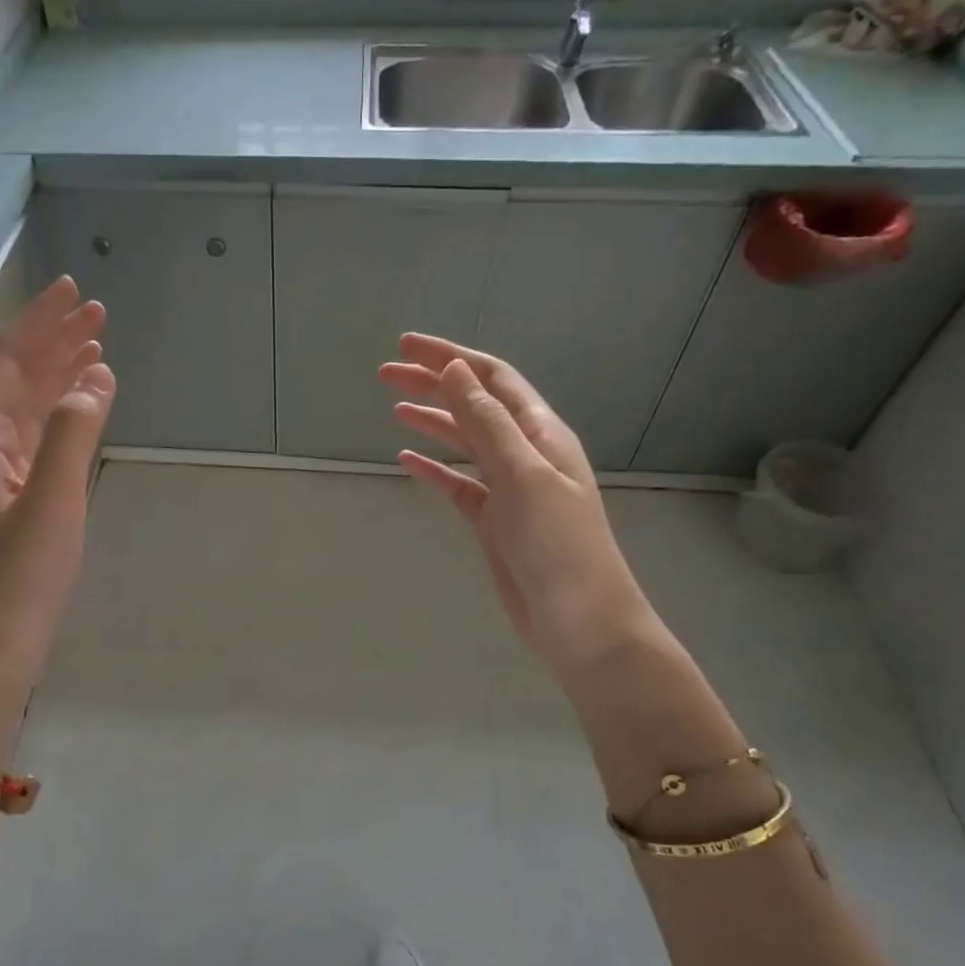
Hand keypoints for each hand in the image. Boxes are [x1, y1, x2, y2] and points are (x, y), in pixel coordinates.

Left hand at [0, 277, 113, 702]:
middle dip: (54, 343)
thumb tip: (92, 379)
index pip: (7, 364)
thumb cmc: (19, 579)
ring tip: (97, 352)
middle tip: (98, 314)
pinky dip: (63, 419)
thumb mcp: (50, 503)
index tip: (76, 294)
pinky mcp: (14, 505)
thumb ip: (70, 436)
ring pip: (28, 411)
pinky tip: (83, 413)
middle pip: (16, 381)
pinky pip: (39, 443)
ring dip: (60, 377)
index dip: (39, 324)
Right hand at [380, 333, 652, 668]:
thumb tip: (454, 368)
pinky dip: (433, 469)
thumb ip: (487, 421)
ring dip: (432, 421)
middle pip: (473, 405)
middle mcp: (524, 452)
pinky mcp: (493, 521)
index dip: (449, 357)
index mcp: (539, 432)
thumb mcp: (521, 474)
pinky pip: (458, 484)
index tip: (406, 346)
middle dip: (433, 384)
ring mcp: (508, 488)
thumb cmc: (557, 544)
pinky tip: (406, 459)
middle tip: (385, 374)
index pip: (490, 378)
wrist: (578, 619)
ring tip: (394, 407)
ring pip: (464, 443)